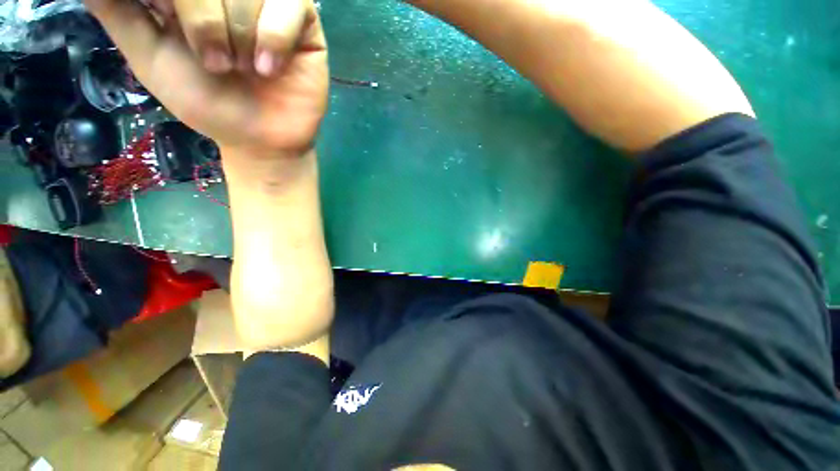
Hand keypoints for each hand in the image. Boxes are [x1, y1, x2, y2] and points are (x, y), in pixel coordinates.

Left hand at [84, 0, 327, 152]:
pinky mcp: (303, 23)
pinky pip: (292, 6)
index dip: (177, 3)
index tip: (167, 23)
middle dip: (205, 19)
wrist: (262, 139)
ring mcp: (269, 3)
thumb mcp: (150, 58)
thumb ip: (118, 12)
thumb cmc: (209, 103)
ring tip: (247, 70)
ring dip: (243, 36)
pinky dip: (276, 37)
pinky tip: (271, 68)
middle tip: (216, 64)